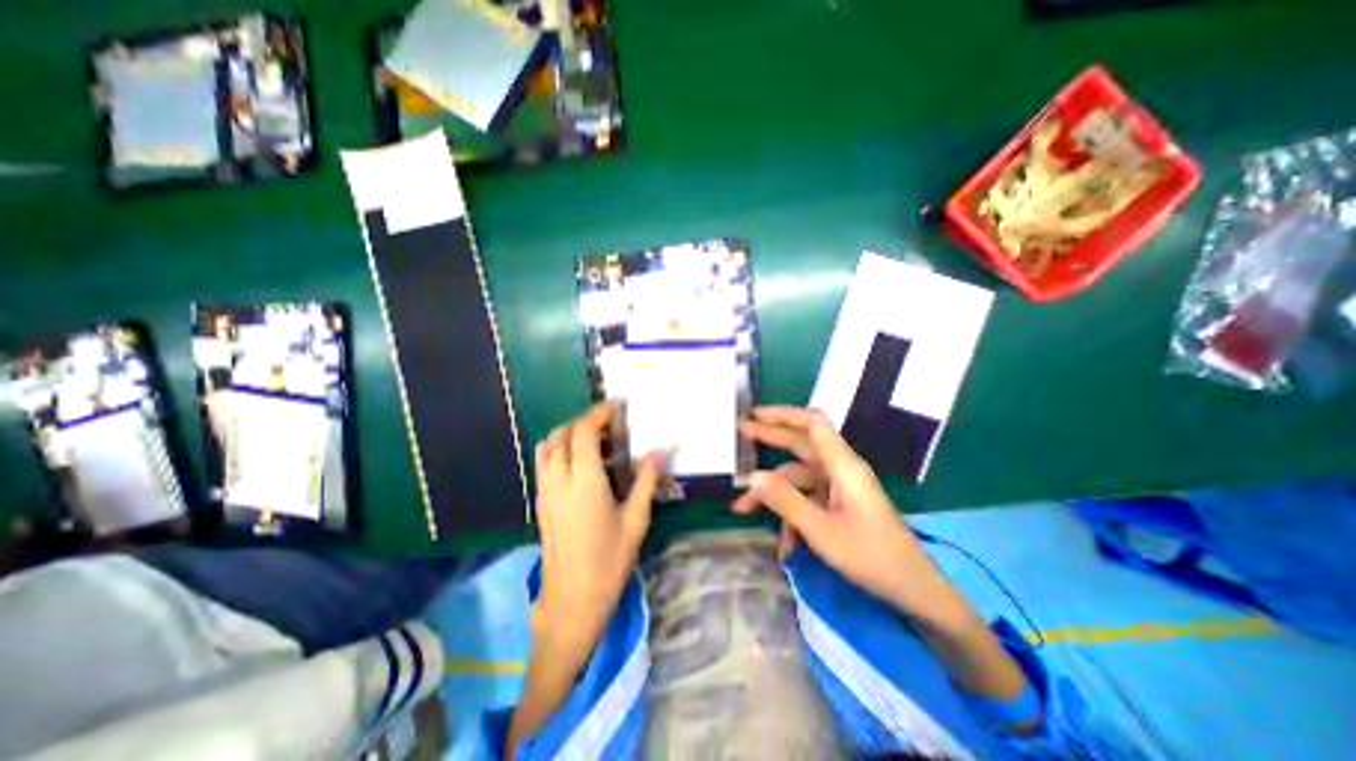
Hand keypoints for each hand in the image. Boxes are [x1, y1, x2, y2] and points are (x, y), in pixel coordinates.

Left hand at [532, 405, 664, 642]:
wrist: (572, 600)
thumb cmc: (609, 560)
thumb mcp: (635, 519)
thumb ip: (646, 480)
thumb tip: (661, 450)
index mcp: (584, 481)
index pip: (584, 432)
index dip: (598, 413)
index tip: (616, 406)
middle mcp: (559, 480)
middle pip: (563, 433)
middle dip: (584, 420)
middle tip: (608, 422)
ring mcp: (545, 491)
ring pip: (547, 446)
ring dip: (567, 432)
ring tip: (592, 437)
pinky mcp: (540, 502)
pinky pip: (543, 462)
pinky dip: (557, 448)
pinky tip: (579, 461)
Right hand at [732, 404, 934, 611]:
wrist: (913, 589)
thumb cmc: (871, 556)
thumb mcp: (821, 530)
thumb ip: (785, 500)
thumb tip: (753, 477)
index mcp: (843, 465)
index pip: (812, 423)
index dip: (783, 414)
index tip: (754, 415)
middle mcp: (841, 469)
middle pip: (801, 443)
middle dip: (770, 440)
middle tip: (739, 435)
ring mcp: (840, 487)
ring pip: (799, 477)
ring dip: (773, 493)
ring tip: (743, 509)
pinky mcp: (840, 503)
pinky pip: (809, 499)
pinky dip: (792, 514)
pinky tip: (785, 544)